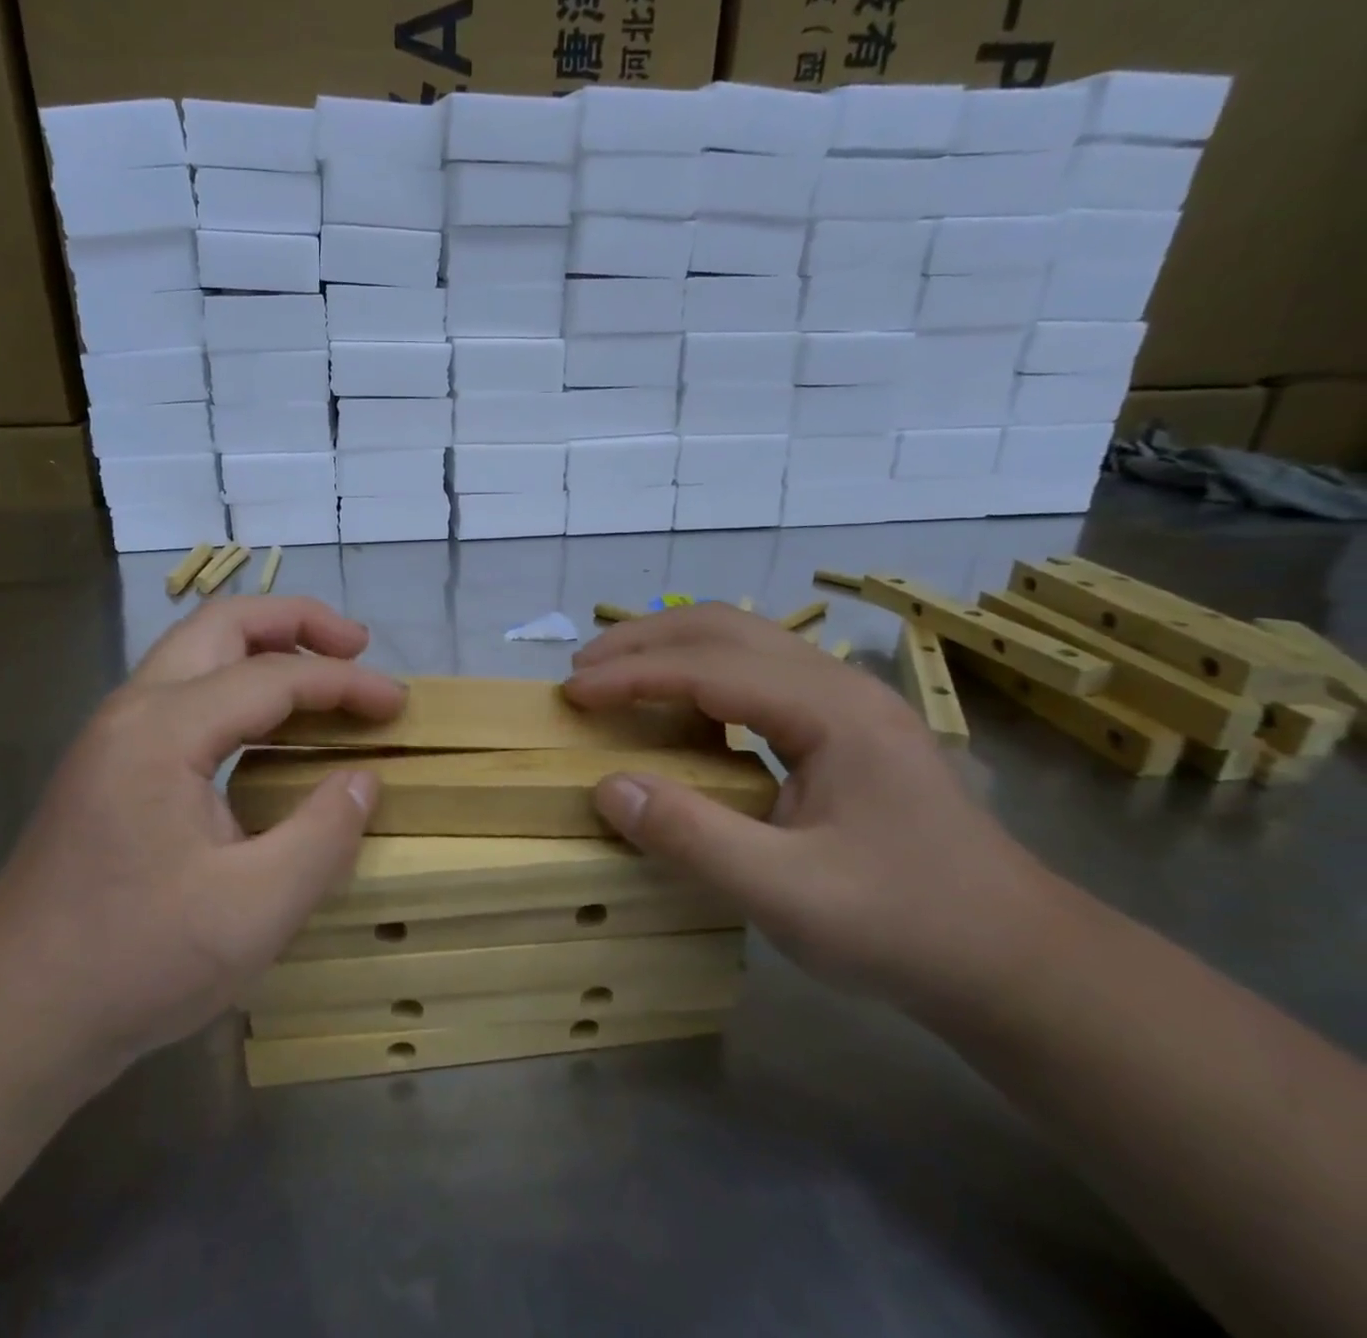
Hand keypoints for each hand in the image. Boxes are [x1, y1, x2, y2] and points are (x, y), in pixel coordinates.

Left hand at [0, 597, 404, 1090]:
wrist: (10, 1017)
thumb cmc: (133, 964)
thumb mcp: (253, 911)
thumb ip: (322, 836)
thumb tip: (362, 779)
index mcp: (164, 732)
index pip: (272, 677)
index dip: (344, 683)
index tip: (398, 703)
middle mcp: (132, 711)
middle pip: (222, 624)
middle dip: (296, 621)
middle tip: (356, 645)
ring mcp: (113, 734)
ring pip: (196, 650)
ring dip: (264, 644)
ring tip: (321, 668)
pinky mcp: (109, 763)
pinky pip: (183, 689)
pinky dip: (237, 681)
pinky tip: (266, 722)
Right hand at [564, 605, 1064, 1014]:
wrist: (1019, 963)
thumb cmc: (906, 928)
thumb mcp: (789, 897)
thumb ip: (693, 839)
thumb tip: (606, 787)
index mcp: (833, 712)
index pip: (709, 668)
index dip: (633, 675)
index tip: (572, 693)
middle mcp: (840, 687)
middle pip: (726, 628)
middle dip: (645, 640)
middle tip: (582, 670)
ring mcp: (847, 703)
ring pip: (743, 641)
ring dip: (671, 648)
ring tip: (615, 675)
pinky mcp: (845, 727)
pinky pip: (757, 673)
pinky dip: (700, 673)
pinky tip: (679, 707)